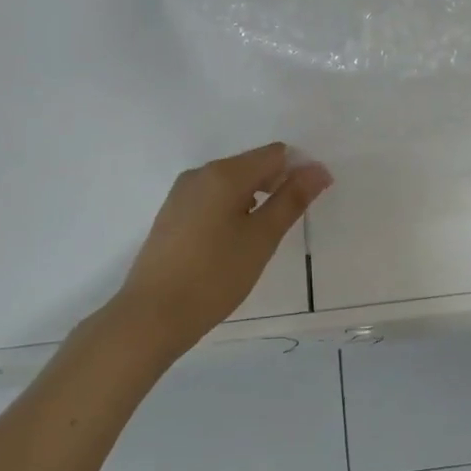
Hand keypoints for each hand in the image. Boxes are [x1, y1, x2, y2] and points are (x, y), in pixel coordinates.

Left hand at [107, 143, 331, 363]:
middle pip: (251, 165)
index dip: (298, 172)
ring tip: (260, 239)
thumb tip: (318, 169)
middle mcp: (200, 174)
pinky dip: (231, 211)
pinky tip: (232, 243)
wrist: (151, 316)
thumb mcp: (262, 238)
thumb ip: (292, 199)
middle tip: (285, 226)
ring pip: (230, 184)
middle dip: (276, 186)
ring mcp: (181, 194)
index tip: (308, 203)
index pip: (274, 154)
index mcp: (224, 173)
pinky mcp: (171, 215)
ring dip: (253, 201)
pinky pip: (211, 199)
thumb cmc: (214, 275)